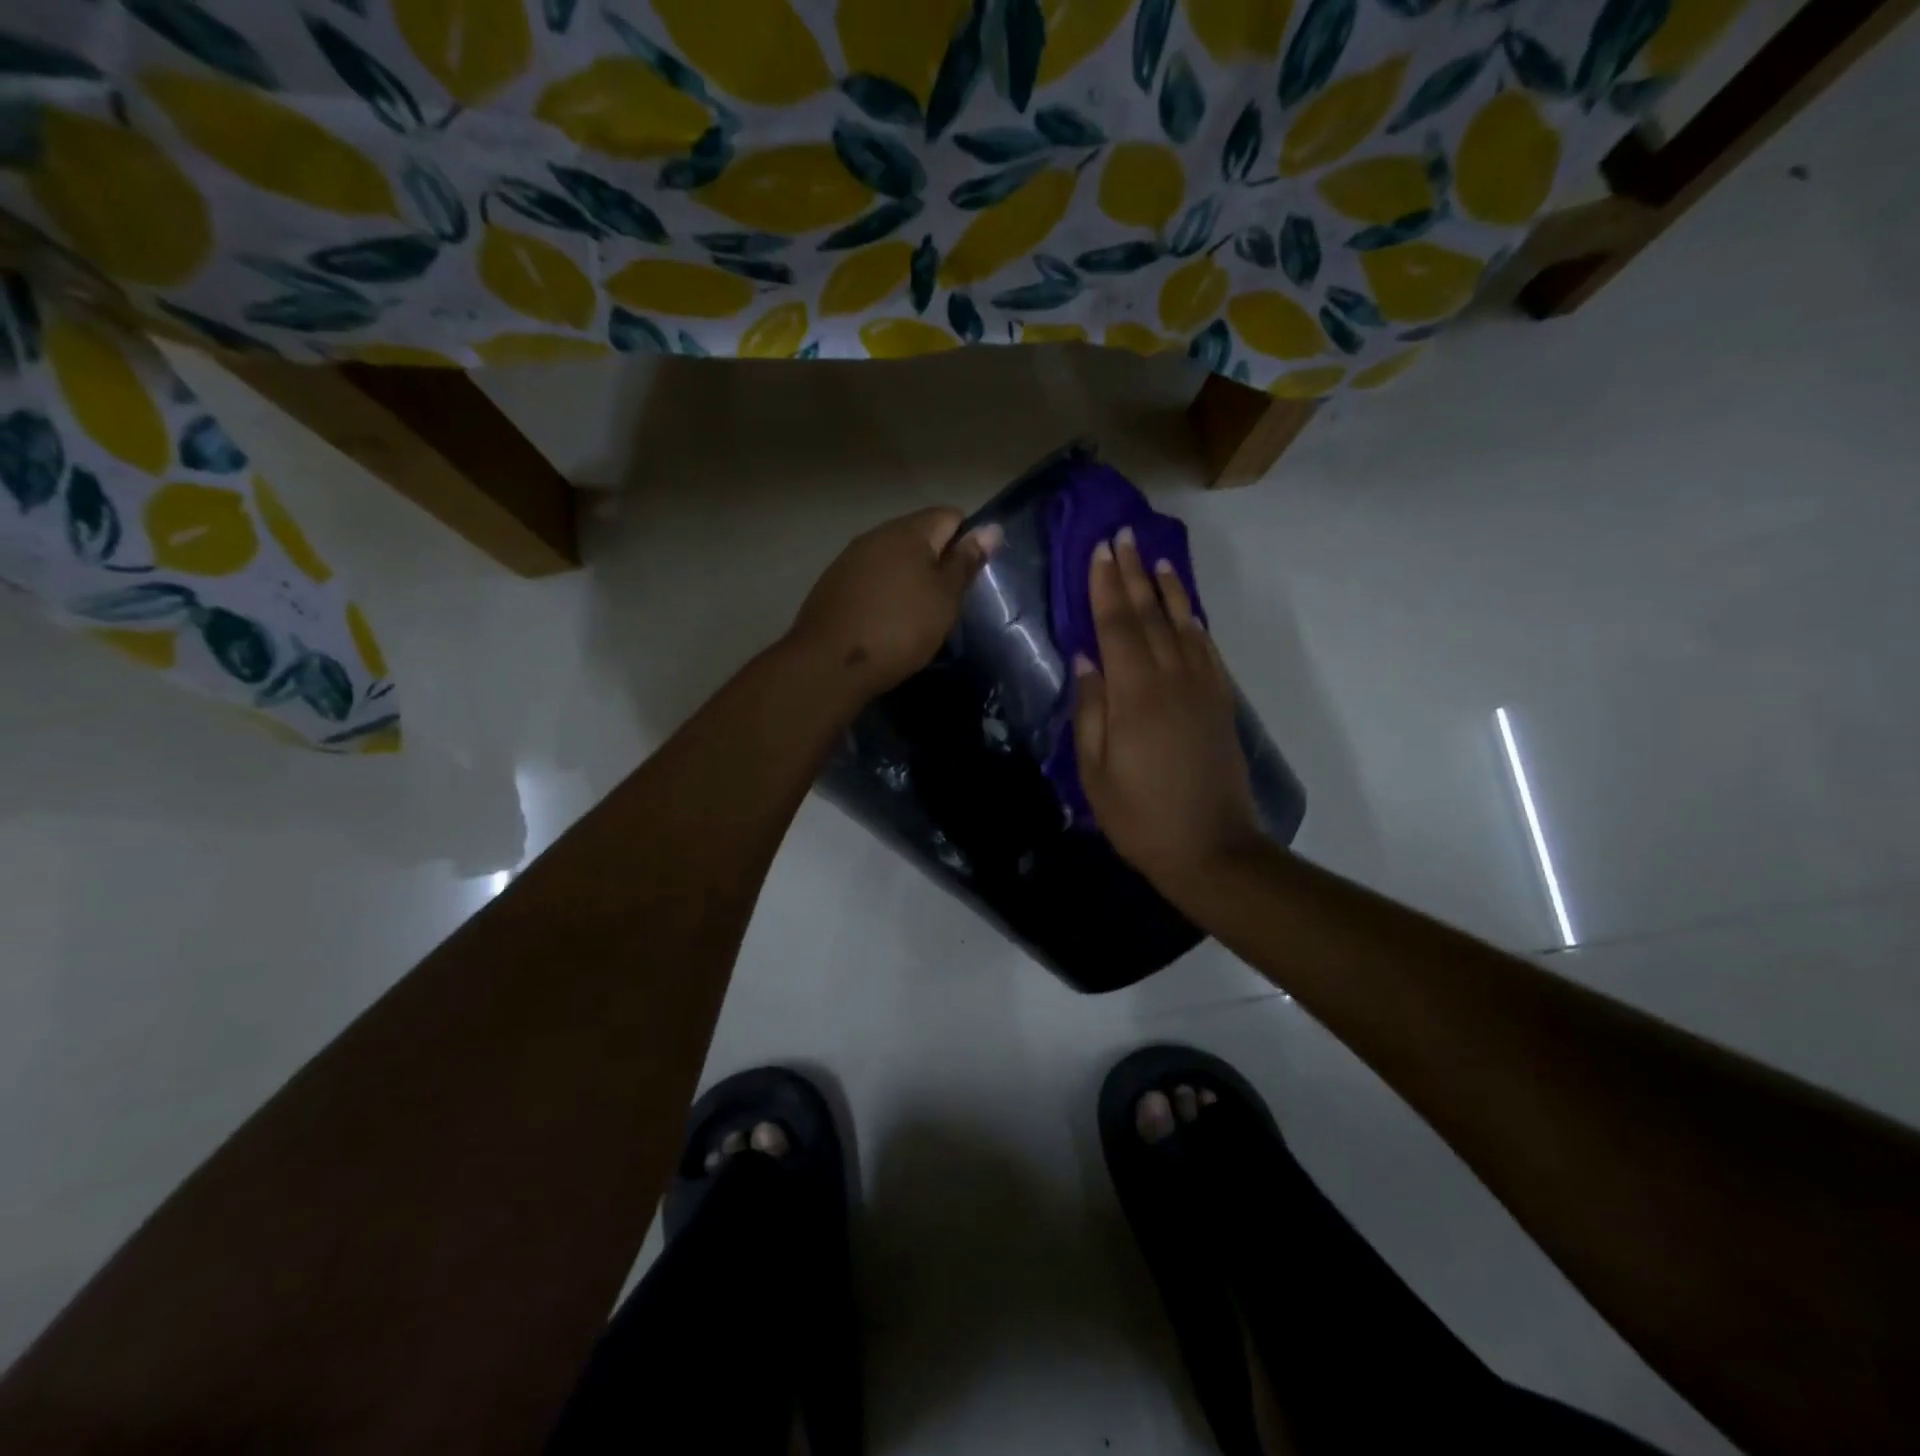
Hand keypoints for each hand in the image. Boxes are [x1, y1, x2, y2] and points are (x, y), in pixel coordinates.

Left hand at [786, 507, 1001, 702]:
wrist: (830, 664)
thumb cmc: (900, 628)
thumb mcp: (944, 598)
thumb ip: (966, 561)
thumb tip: (991, 528)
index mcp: (908, 531)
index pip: (950, 516)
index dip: (967, 542)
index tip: (969, 578)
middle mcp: (876, 535)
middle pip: (919, 536)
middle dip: (937, 561)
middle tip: (948, 602)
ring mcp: (849, 559)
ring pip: (893, 558)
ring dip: (909, 578)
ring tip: (918, 615)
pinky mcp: (832, 584)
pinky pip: (870, 578)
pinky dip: (884, 593)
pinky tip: (886, 622)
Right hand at [1073, 527, 1263, 896]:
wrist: (1212, 848)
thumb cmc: (1140, 816)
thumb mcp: (1096, 770)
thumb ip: (1091, 709)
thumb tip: (1086, 658)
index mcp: (1135, 695)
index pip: (1116, 626)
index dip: (1105, 586)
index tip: (1099, 549)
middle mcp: (1172, 679)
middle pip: (1150, 615)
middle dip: (1133, 573)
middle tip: (1122, 535)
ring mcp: (1203, 688)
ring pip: (1183, 625)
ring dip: (1167, 589)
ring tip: (1154, 558)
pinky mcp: (1221, 702)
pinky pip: (1206, 649)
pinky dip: (1194, 622)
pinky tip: (1187, 609)